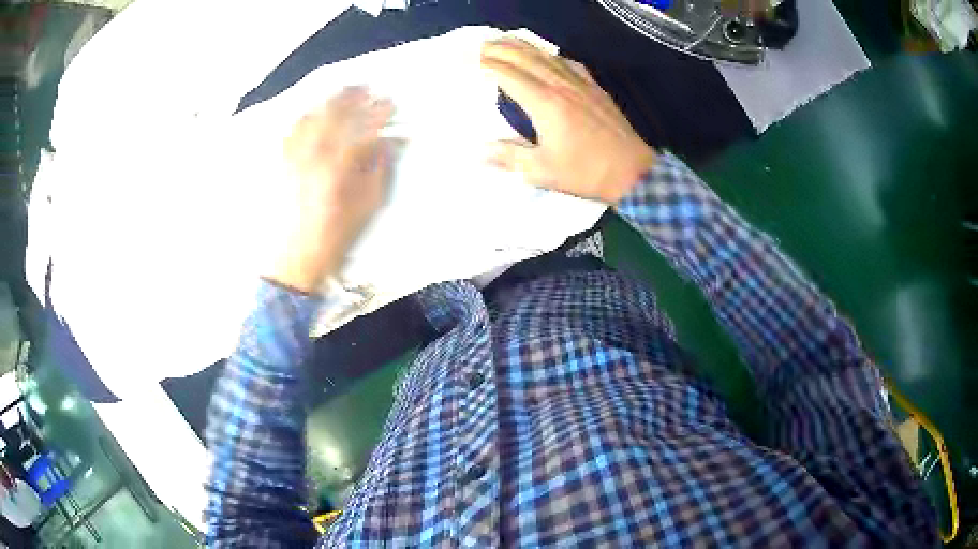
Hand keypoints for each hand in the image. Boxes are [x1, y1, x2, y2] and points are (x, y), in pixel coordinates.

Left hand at [270, 87, 395, 293]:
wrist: (292, 262)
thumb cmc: (332, 240)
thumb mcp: (364, 210)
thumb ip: (377, 172)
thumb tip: (388, 143)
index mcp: (337, 169)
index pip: (361, 129)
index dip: (378, 113)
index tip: (391, 103)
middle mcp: (311, 157)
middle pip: (333, 116)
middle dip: (352, 97)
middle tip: (367, 86)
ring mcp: (292, 159)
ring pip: (311, 119)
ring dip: (328, 101)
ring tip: (342, 91)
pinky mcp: (280, 166)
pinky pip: (290, 133)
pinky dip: (304, 116)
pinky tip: (311, 111)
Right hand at [481, 38, 655, 203]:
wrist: (632, 172)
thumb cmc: (586, 172)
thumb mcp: (542, 171)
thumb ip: (509, 157)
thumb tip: (478, 152)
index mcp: (545, 102)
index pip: (508, 74)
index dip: (486, 64)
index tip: (468, 60)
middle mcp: (561, 85)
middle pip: (525, 57)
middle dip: (500, 48)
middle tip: (481, 45)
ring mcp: (581, 84)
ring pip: (547, 56)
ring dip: (523, 46)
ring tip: (505, 41)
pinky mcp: (595, 88)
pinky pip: (569, 63)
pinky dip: (551, 55)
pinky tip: (547, 56)